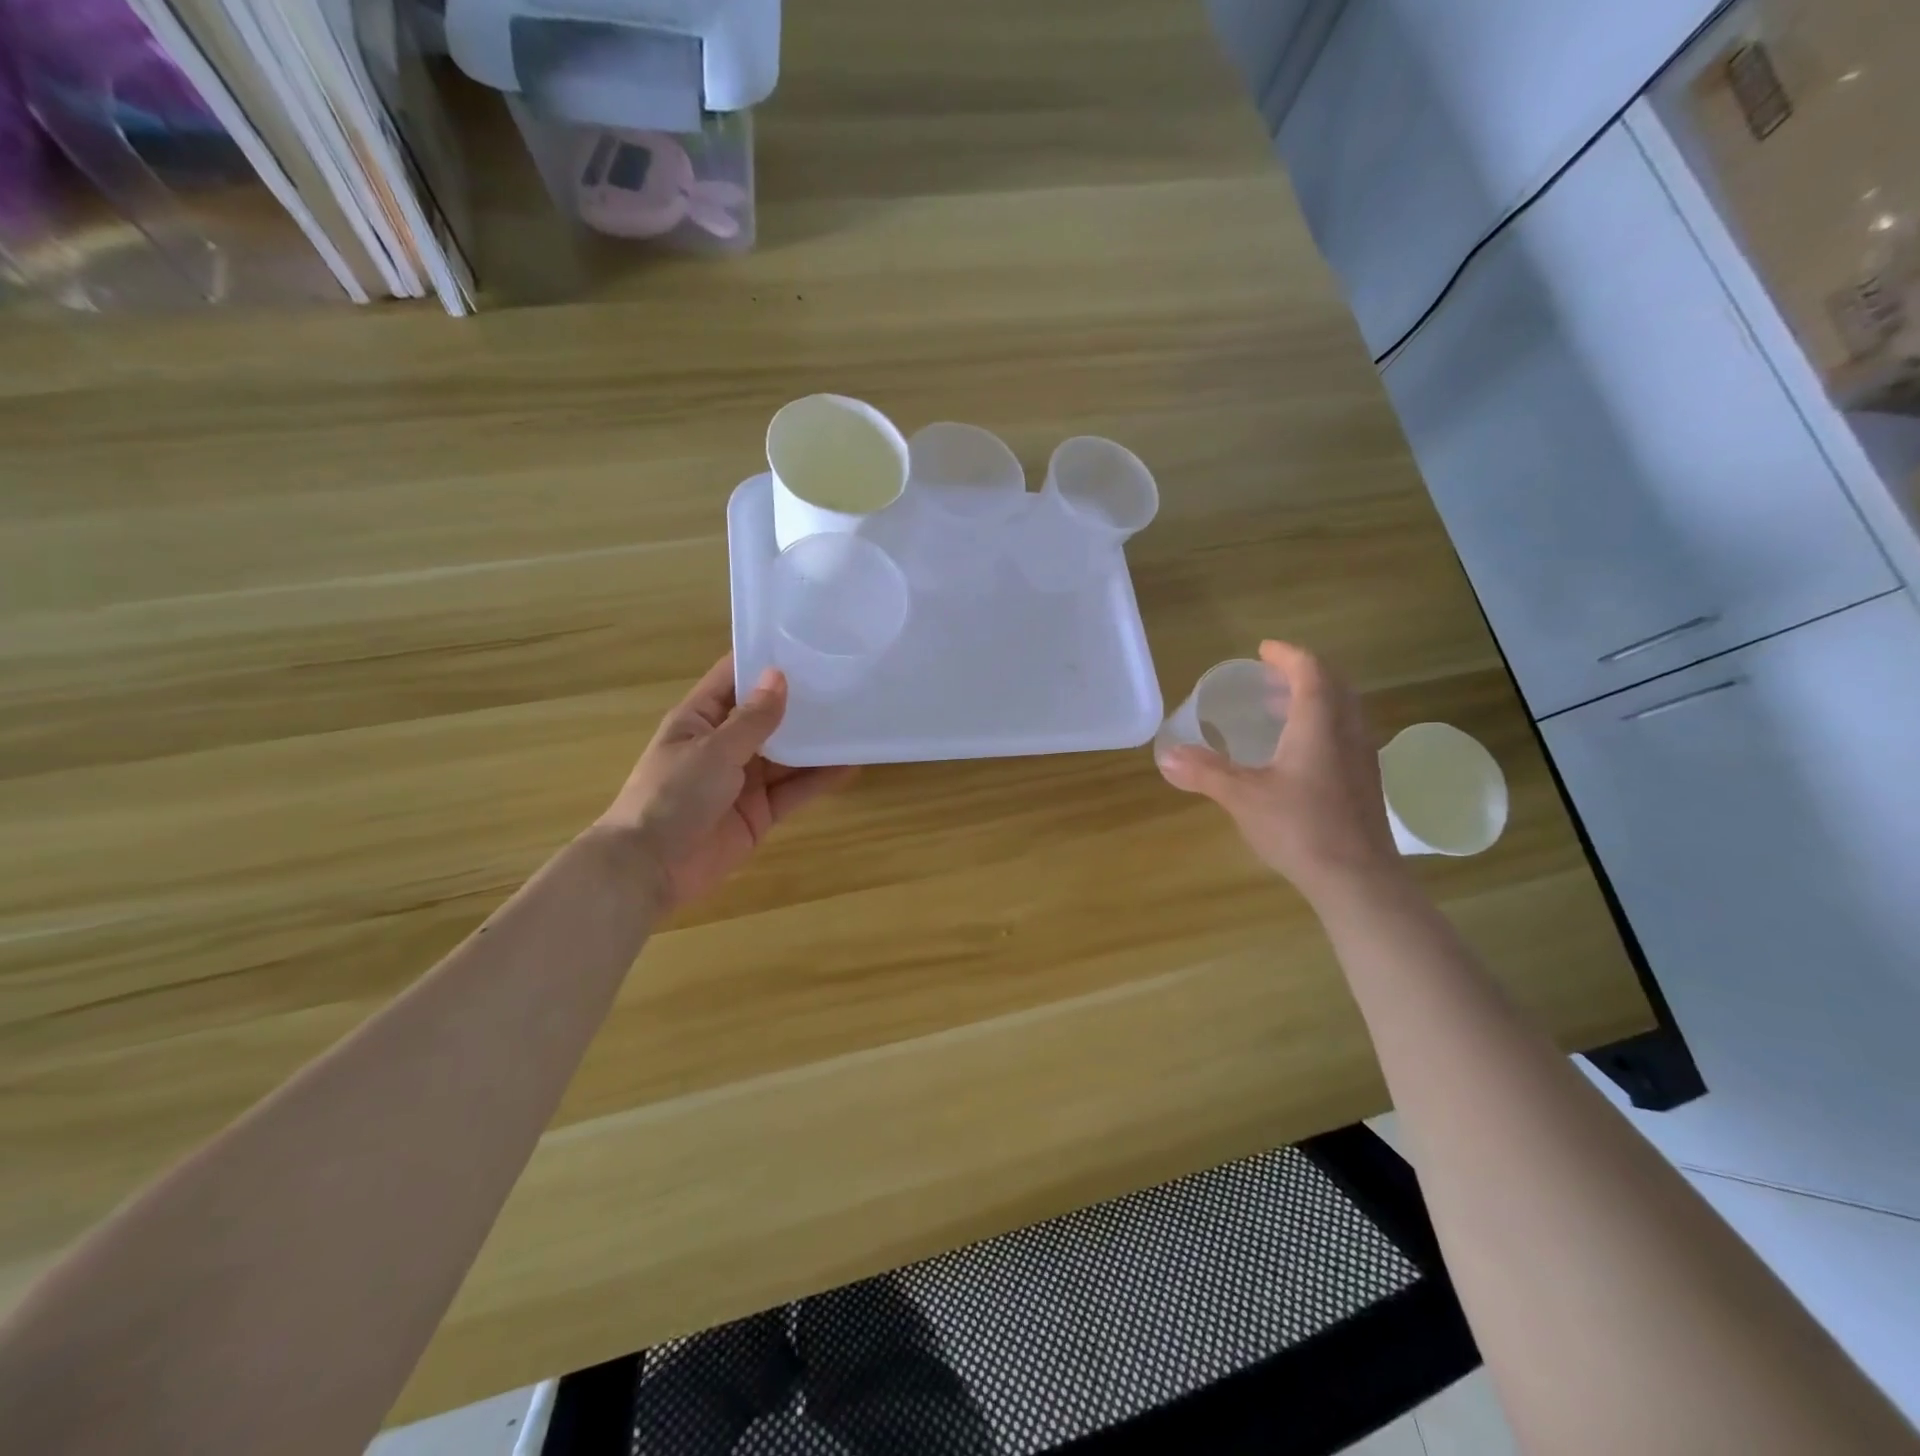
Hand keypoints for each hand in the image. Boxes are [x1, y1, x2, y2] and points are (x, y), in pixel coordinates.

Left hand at [596, 654, 856, 910]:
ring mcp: (743, 781)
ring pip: (786, 755)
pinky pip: (794, 790)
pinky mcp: (760, 812)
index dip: (763, 662)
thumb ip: (753, 718)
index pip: (733, 680)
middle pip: (766, 717)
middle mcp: (723, 745)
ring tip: (855, 721)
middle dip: (800, 702)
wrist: (651, 869)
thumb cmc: (673, 795)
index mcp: (699, 720)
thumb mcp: (714, 750)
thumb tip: (779, 676)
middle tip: (844, 681)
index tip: (804, 644)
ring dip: (815, 742)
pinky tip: (849, 765)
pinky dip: (819, 779)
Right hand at [1158, 640, 1404, 902]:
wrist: (1358, 880)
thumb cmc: (1300, 828)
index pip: (1310, 671)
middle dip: (1301, 674)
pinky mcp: (1364, 782)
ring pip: (1342, 711)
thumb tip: (1166, 757)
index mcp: (1319, 725)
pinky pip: (1345, 734)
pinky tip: (1296, 753)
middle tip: (1268, 678)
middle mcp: (1347, 732)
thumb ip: (1205, 772)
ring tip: (1278, 710)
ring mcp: (1362, 758)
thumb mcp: (1243, 797)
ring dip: (1313, 699)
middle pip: (1333, 685)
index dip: (1287, 656)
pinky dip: (1321, 725)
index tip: (1262, 651)